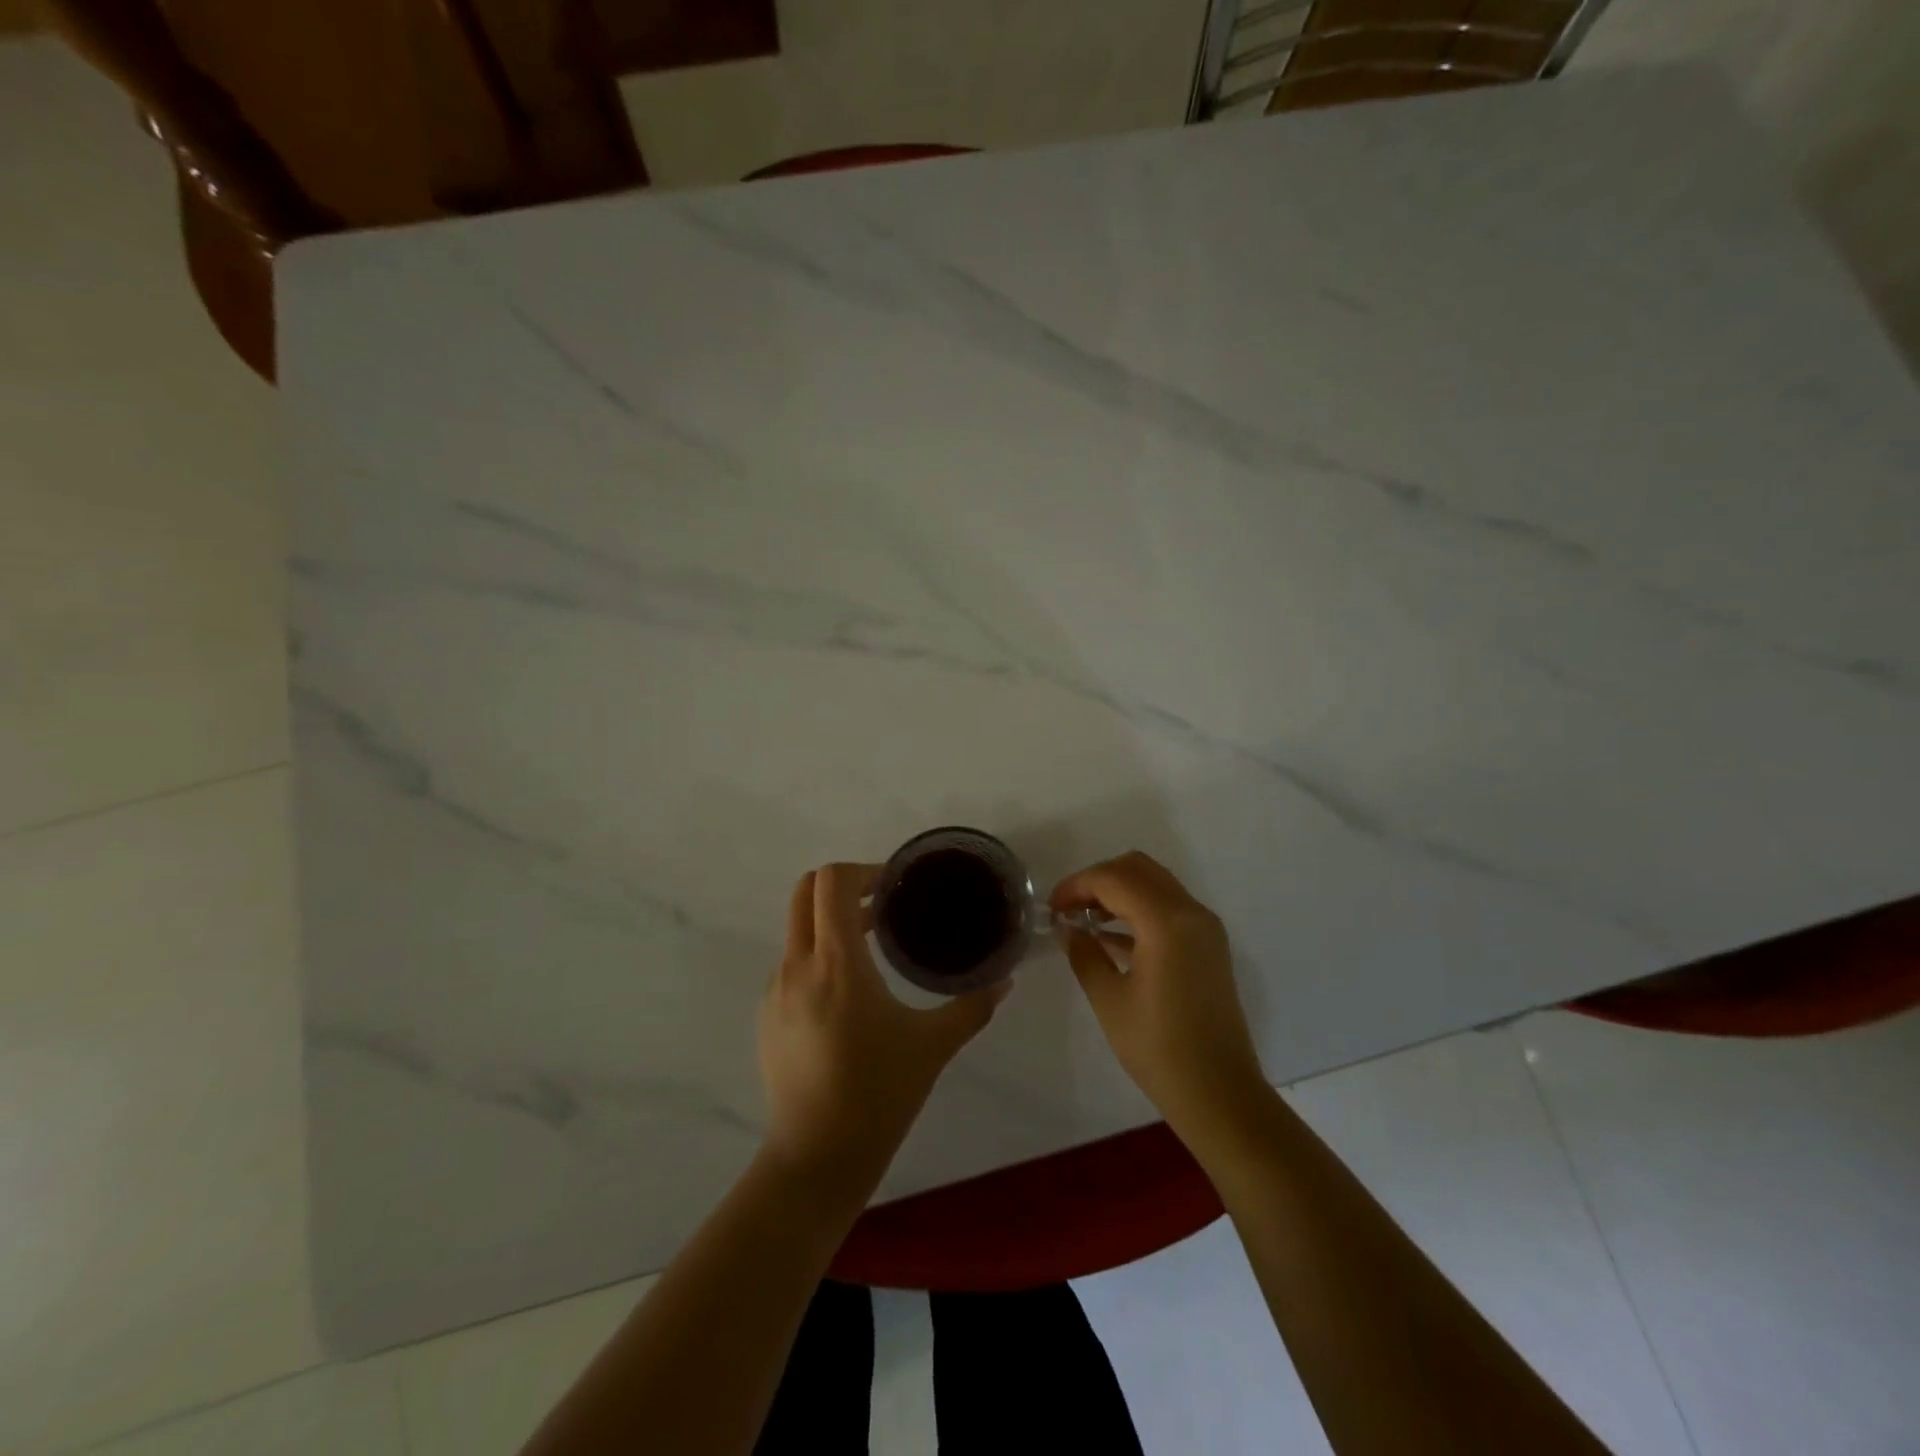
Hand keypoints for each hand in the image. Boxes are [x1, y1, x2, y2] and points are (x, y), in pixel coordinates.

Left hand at [758, 863, 1009, 1177]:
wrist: (817, 1157)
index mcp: (837, 963)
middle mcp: (798, 965)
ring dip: (831, 924)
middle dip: (842, 886)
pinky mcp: (767, 1016)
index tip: (893, 888)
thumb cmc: (878, 1093)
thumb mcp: (933, 1046)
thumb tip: (1006, 981)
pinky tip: (848, 996)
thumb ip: (972, 1006)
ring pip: (797, 929)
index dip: (862, 871)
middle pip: (806, 892)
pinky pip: (792, 964)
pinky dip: (818, 957)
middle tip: (881, 906)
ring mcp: (776, 991)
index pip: (832, 882)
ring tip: (871, 950)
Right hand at [1051, 851, 1265, 1131]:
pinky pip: (1168, 907)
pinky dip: (1138, 909)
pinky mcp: (1209, 945)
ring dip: (1118, 891)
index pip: (1113, 878)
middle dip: (1098, 880)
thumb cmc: (1159, 1048)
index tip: (1051, 908)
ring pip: (1155, 883)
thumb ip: (1084, 953)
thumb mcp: (1109, 999)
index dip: (1076, 885)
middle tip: (1068, 908)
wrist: (1220, 1093)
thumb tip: (1068, 928)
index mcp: (1167, 922)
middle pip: (1137, 869)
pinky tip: (1110, 938)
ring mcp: (1204, 927)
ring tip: (1084, 921)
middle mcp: (1191, 912)